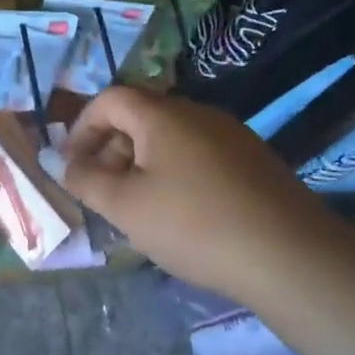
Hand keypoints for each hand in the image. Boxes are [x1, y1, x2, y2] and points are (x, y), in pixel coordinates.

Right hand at [62, 86, 329, 299]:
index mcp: (162, 115)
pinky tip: (182, 213)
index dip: (83, 126)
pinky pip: (199, 154)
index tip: (73, 163)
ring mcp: (231, 135)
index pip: (110, 98)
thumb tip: (64, 162)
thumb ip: (86, 180)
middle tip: (103, 189)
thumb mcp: (125, 207)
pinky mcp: (254, 161)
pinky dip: (176, 172)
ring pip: (171, 137)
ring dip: (143, 161)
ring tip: (139, 206)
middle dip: (111, 147)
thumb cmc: (194, 224)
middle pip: (141, 115)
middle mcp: (197, 113)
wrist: (291, 256)